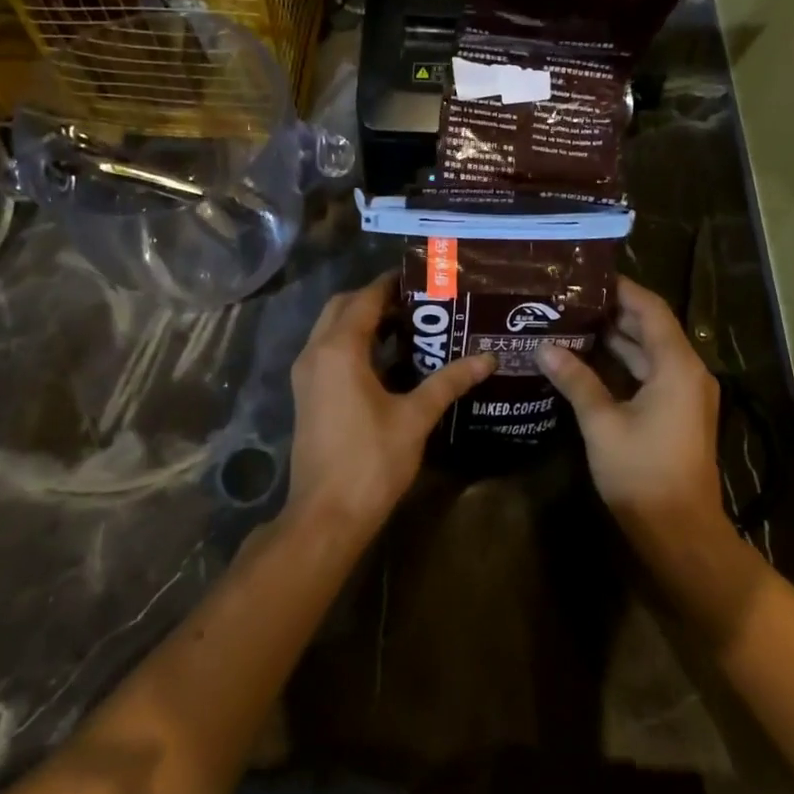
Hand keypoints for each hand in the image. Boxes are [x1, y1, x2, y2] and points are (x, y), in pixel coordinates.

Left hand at [288, 273, 494, 532]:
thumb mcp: (415, 417)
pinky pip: (329, 353)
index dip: (391, 285)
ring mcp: (306, 376)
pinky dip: (354, 345)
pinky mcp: (307, 395)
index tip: (423, 279)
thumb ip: (450, 381)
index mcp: (339, 350)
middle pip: (342, 308)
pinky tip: (389, 362)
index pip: (365, 299)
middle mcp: (315, 353)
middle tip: (418, 303)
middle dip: (376, 300)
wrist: (326, 514)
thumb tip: (487, 359)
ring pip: (332, 330)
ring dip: (363, 322)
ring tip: (409, 327)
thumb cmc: (371, 460)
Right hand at [536, 276, 725, 549]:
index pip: (650, 309)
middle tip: (569, 298)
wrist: (680, 531)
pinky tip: (588, 361)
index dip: (621, 289)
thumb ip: (576, 380)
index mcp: (677, 365)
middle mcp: (688, 372)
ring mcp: (685, 394)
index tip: (586, 275)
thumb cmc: (642, 472)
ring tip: (572, 322)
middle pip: (651, 328)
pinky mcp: (678, 413)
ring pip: (649, 353)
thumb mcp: (602, 423)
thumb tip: (544, 348)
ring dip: (616, 339)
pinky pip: (650, 374)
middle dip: (612, 312)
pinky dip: (623, 364)